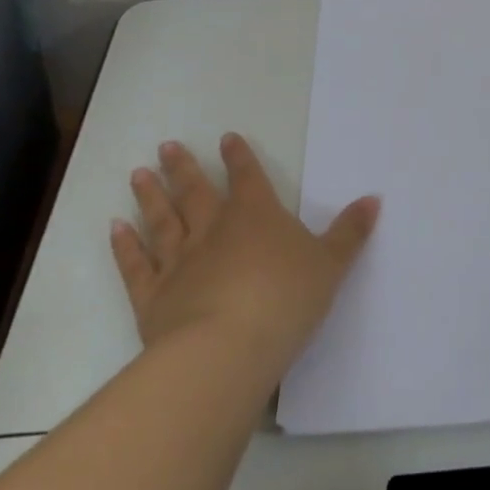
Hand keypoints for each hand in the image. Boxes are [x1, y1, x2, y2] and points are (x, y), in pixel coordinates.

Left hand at [108, 132, 379, 371]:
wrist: (227, 350)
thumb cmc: (286, 300)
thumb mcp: (330, 265)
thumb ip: (350, 232)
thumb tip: (374, 198)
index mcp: (256, 216)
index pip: (247, 177)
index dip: (238, 157)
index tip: (226, 138)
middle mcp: (214, 230)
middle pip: (196, 192)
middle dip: (183, 168)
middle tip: (165, 146)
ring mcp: (179, 262)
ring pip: (162, 221)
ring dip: (150, 197)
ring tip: (137, 174)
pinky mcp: (154, 298)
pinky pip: (136, 266)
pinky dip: (125, 247)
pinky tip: (114, 228)